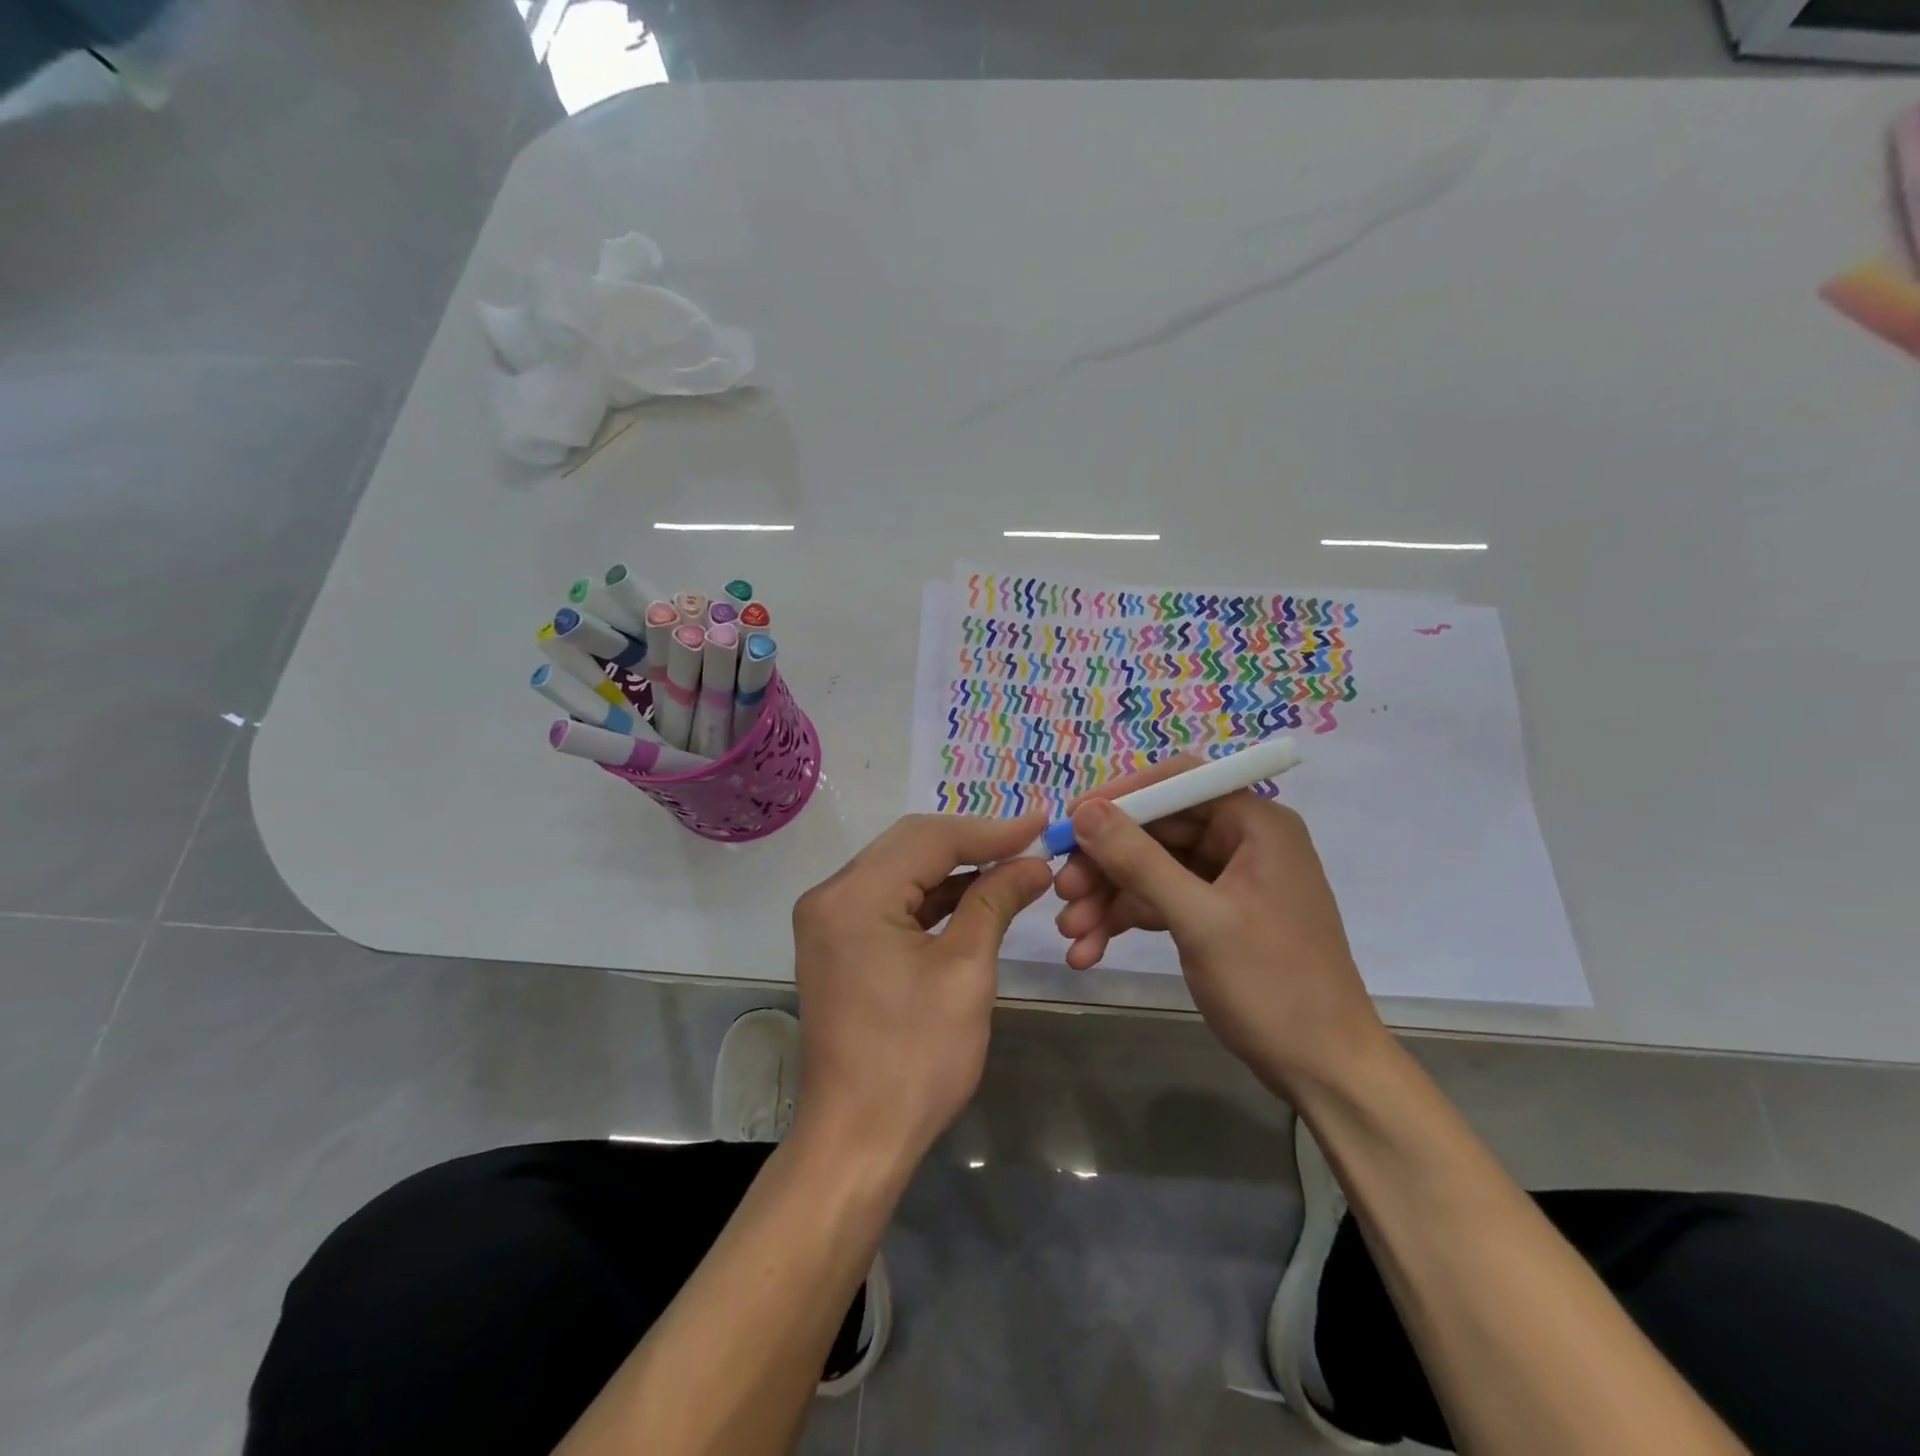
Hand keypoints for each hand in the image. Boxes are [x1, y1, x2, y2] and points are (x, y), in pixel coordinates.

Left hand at [790, 812, 1052, 1170]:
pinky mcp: (838, 941)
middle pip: (910, 845)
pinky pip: (889, 899)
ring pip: (900, 869)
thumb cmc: (915, 1060)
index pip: (929, 838)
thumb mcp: (965, 972)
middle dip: (972, 841)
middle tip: (1029, 841)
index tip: (1040, 825)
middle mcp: (831, 895)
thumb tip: (1033, 865)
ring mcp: (829, 919)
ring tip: (1011, 864)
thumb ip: (995, 903)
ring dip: (954, 867)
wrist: (857, 1139)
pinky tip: (974, 894)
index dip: (990, 830)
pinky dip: (932, 895)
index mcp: (853, 897)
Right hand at [1052, 756, 1386, 1094]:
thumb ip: (1139, 860)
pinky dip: (1127, 920)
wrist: (1323, 1070)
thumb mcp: (1199, 920)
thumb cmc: (1272, 985)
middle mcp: (1243, 842)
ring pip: (1153, 869)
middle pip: (1158, 830)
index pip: (1179, 782)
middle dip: (1106, 862)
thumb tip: (1085, 811)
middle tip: (1062, 889)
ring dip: (1108, 898)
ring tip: (1068, 932)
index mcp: (1255, 825)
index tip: (1072, 822)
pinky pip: (1162, 902)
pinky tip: (1089, 950)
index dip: (1122, 797)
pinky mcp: (1217, 915)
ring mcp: (1229, 880)